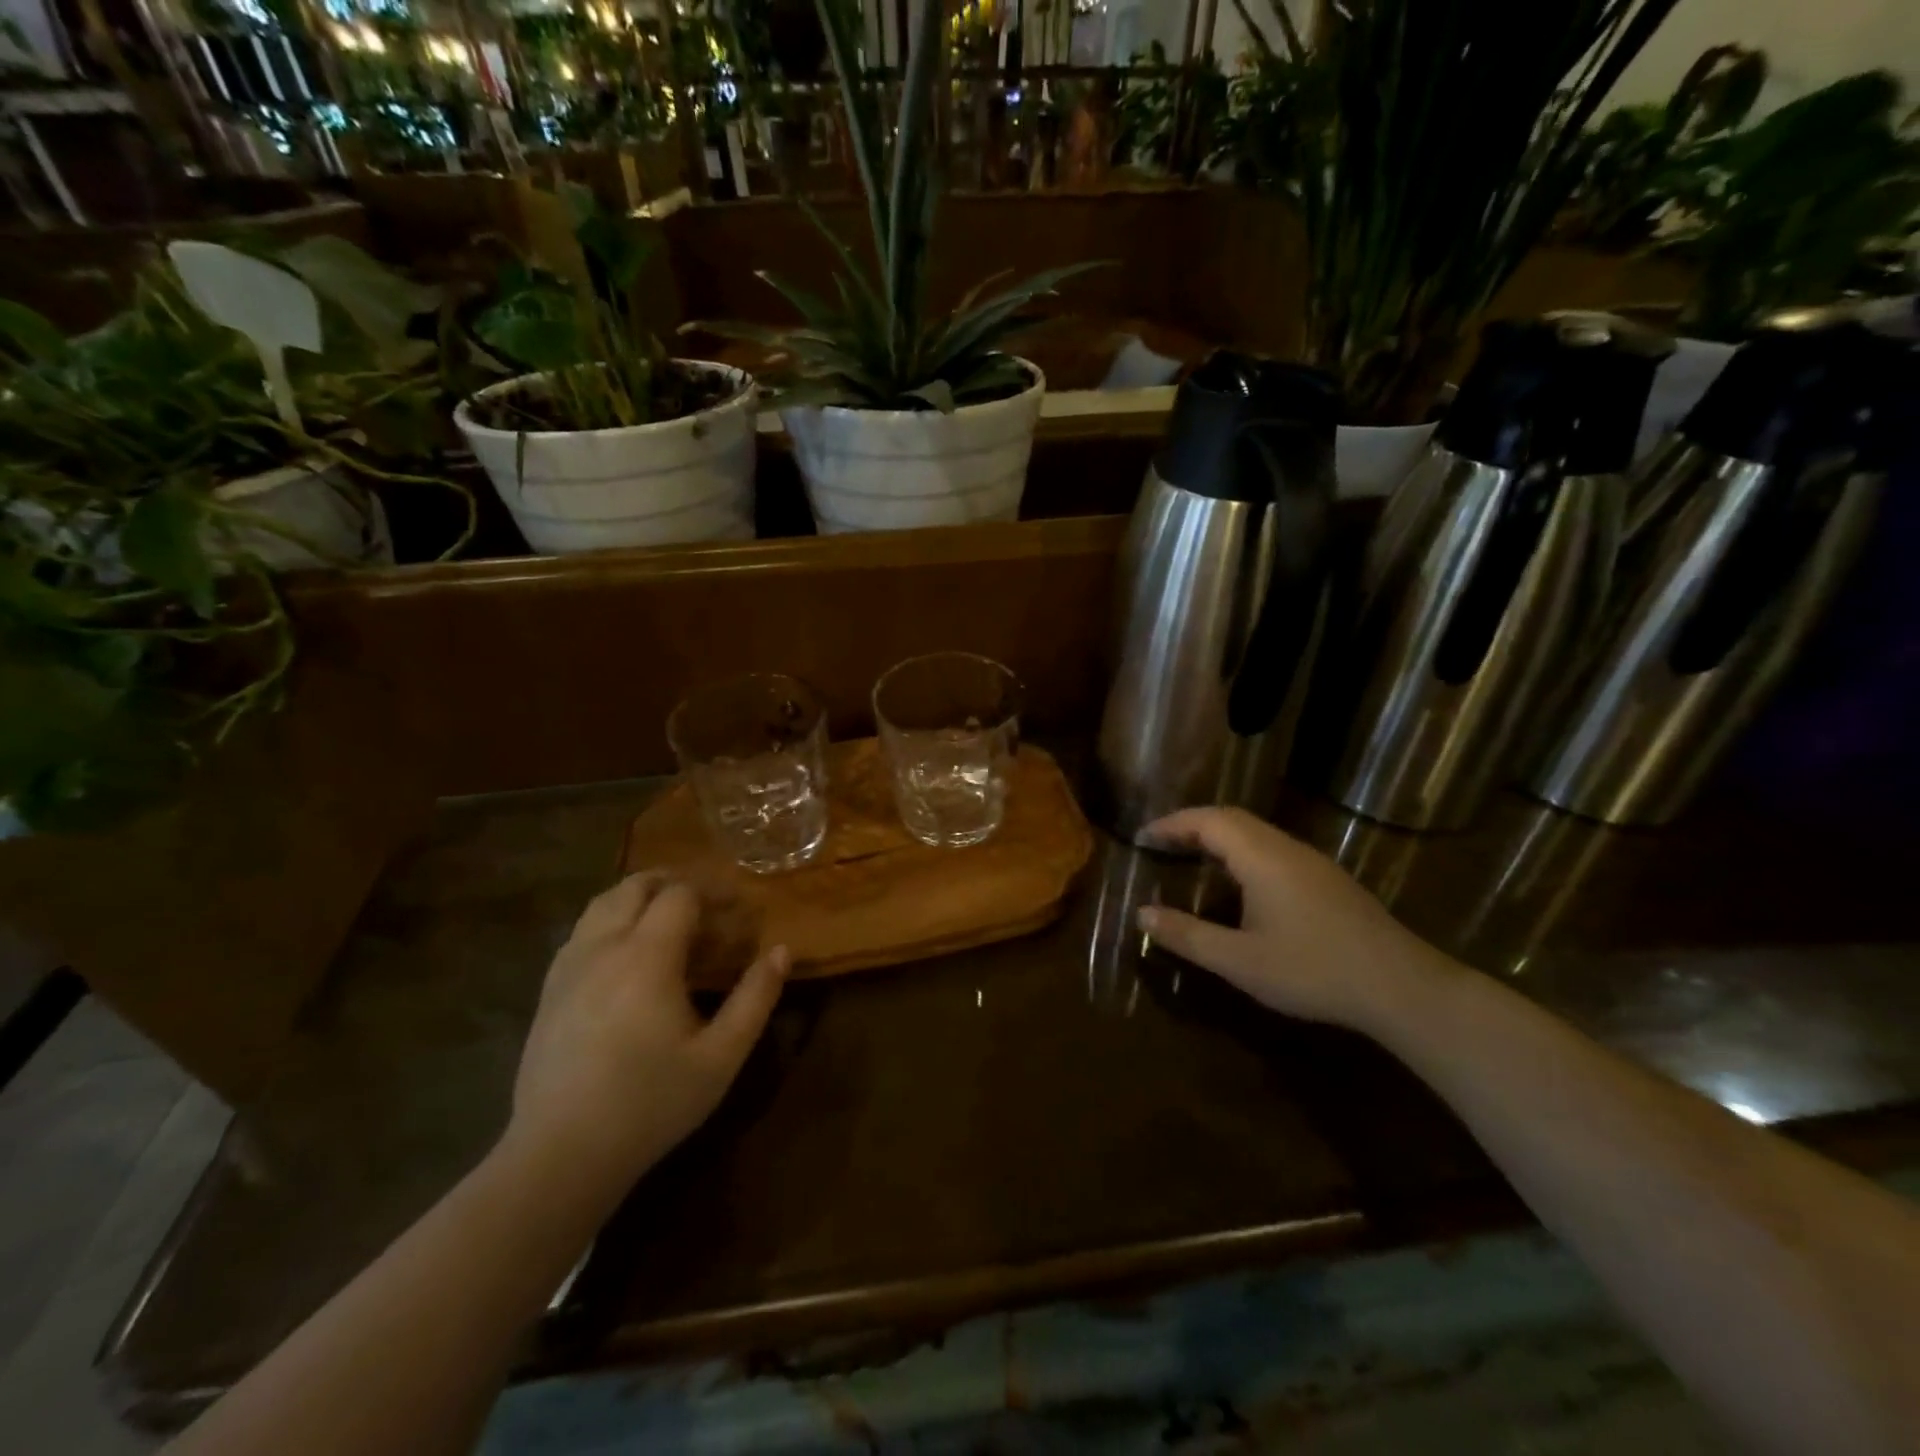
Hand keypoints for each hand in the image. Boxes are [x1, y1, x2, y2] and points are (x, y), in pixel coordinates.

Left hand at [505, 873, 786, 1197]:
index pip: (680, 894)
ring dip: (639, 897)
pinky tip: (626, 954)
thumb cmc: (651, 1103)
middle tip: (706, 905)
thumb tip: (782, 951)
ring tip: (668, 920)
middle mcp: (603, 947)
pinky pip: (580, 932)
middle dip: (674, 882)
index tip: (738, 909)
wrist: (561, 1156)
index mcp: (647, 956)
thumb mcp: (721, 1056)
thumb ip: (755, 998)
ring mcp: (568, 967)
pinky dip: (610, 921)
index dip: (713, 892)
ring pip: (602, 903)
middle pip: (636, 886)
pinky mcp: (548, 990)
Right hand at [1137, 807, 1454, 1032]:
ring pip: (1255, 833)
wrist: (1401, 987)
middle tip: (1160, 845)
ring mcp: (1312, 862)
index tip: (1142, 837)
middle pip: (1232, 819)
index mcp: (1262, 857)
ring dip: (1218, 838)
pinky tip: (1238, 884)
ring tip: (1190, 859)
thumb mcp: (1239, 960)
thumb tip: (1142, 914)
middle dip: (1192, 826)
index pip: (1208, 821)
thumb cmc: (1313, 970)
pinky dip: (1241, 852)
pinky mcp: (1327, 880)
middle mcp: (1286, 848)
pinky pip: (1272, 849)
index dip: (1172, 824)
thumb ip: (1187, 935)